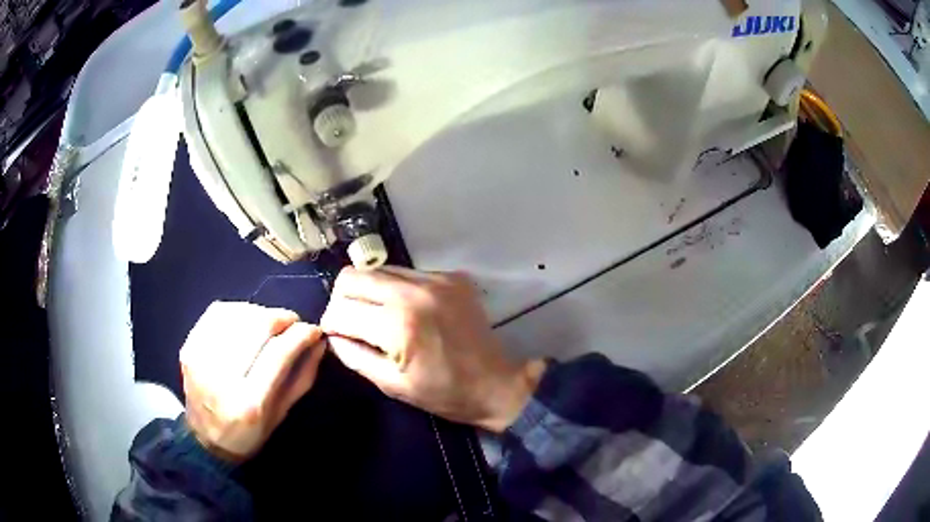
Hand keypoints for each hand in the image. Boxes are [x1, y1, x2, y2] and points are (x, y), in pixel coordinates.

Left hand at [180, 302, 325, 461]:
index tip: (313, 330)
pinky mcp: (188, 346)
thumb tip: (318, 341)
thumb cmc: (250, 433)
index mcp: (249, 402)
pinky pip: (217, 313)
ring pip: (238, 315)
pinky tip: (247, 321)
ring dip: (261, 313)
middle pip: (257, 326)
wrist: (206, 439)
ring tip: (270, 324)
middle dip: (282, 318)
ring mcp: (200, 357)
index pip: (278, 353)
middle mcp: (221, 376)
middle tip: (292, 323)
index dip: (300, 334)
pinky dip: (238, 310)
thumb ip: (302, 376)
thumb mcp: (283, 414)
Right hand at [320, 267, 544, 432]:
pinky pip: (406, 272)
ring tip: (377, 316)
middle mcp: (413, 292)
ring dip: (368, 291)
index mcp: (398, 325)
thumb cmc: (444, 393)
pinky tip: (406, 310)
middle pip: (352, 276)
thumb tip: (333, 335)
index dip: (330, 324)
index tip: (335, 335)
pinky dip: (395, 289)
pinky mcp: (451, 276)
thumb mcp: (392, 384)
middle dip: (342, 300)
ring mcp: (435, 279)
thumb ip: (354, 355)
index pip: (341, 309)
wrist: (497, 384)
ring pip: (378, 269)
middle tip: (350, 322)